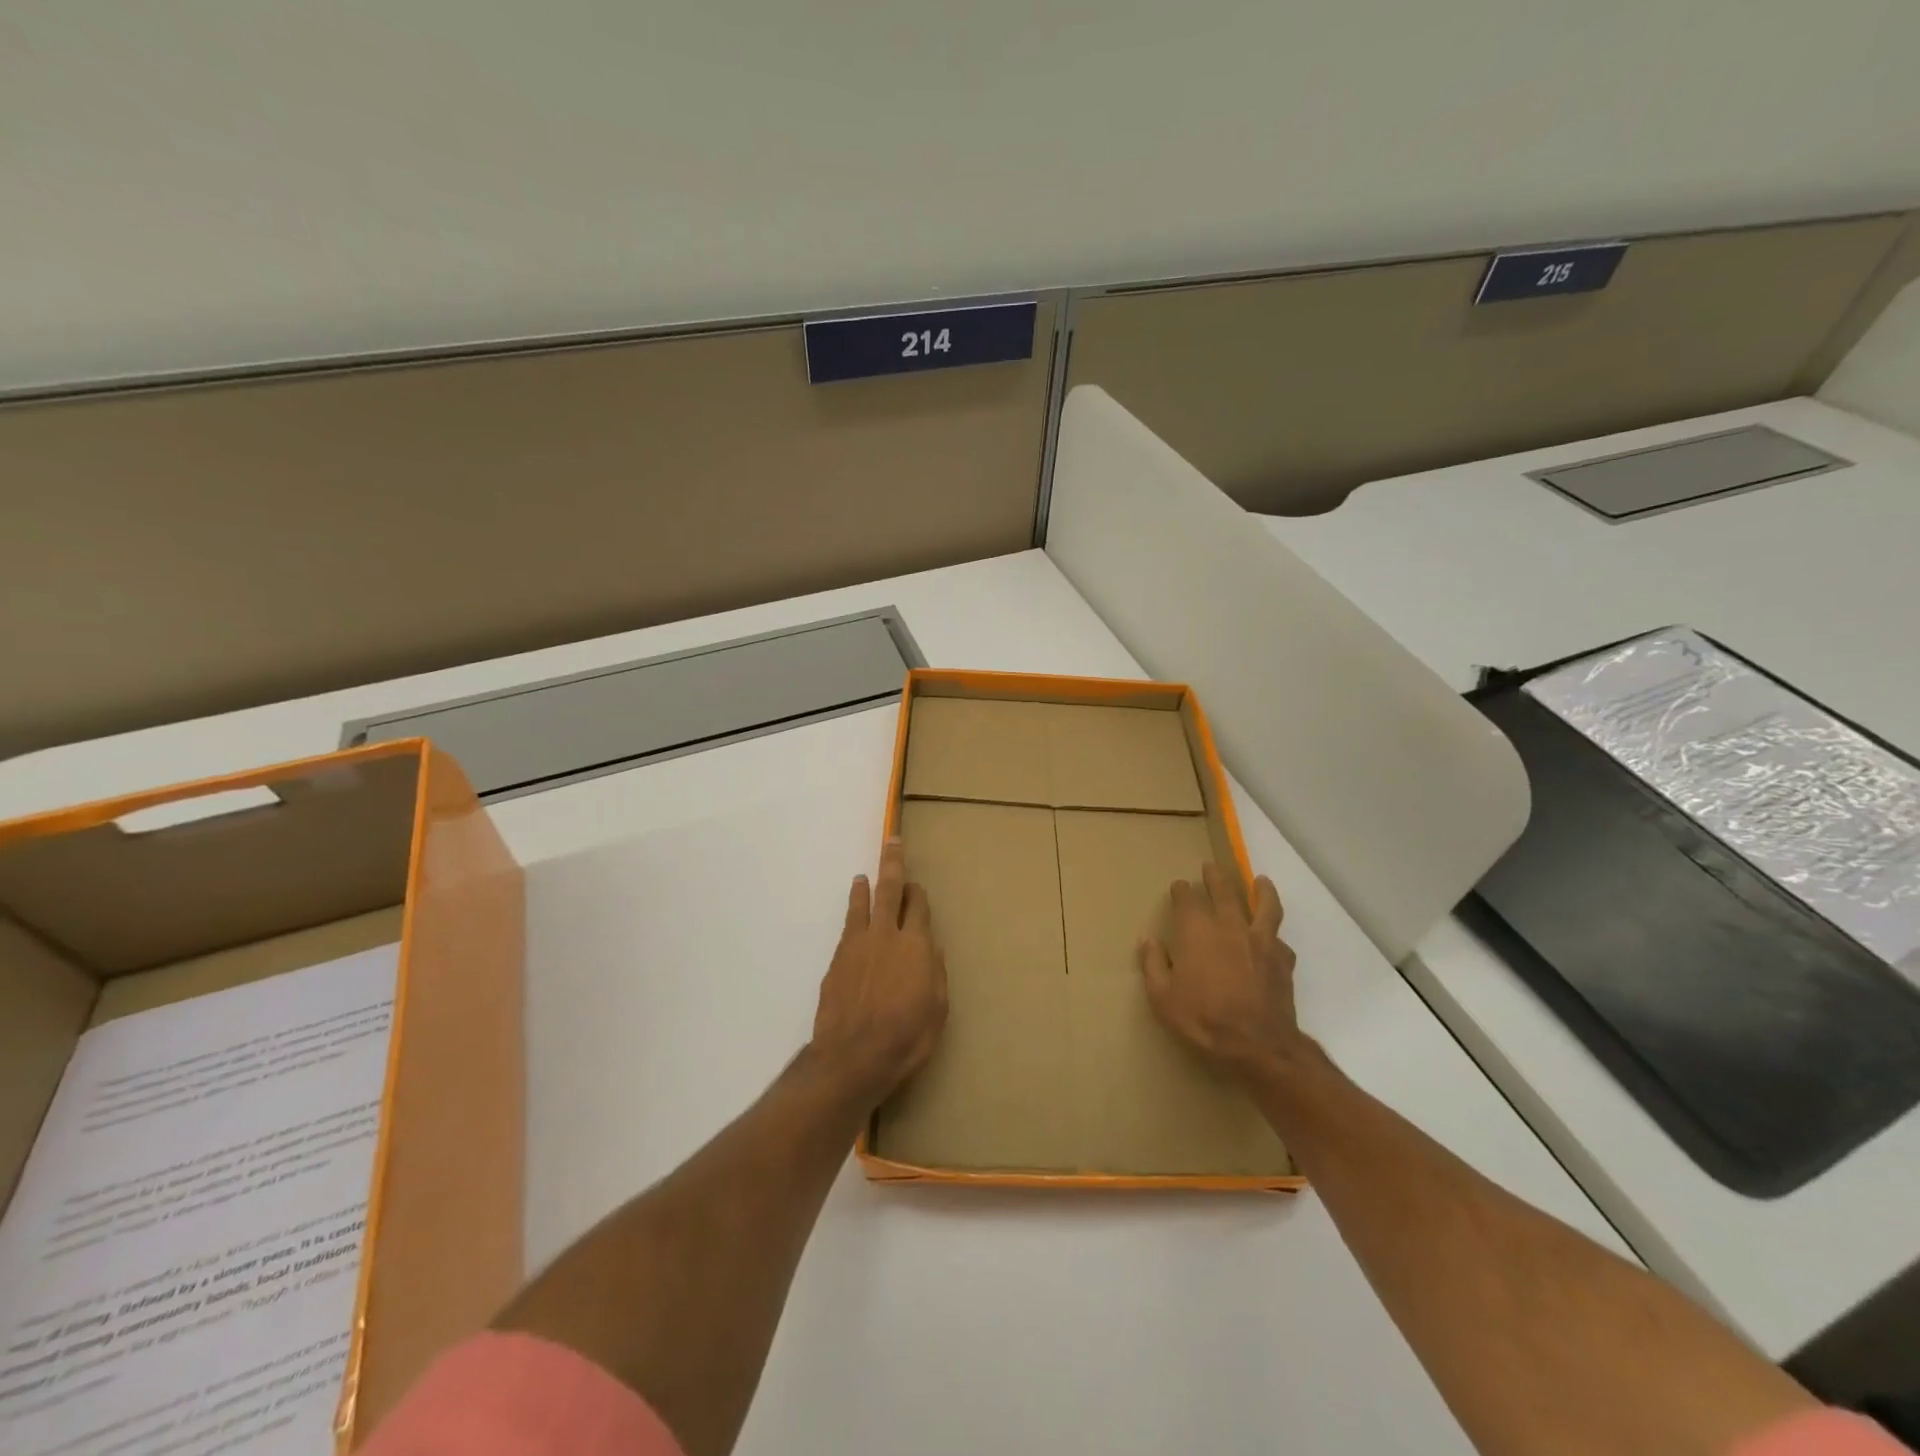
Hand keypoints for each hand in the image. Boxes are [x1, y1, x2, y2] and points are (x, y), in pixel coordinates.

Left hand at [810, 838, 948, 1105]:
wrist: (853, 1055)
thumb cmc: (906, 1036)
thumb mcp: (937, 1008)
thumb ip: (935, 972)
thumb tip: (931, 947)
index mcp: (916, 945)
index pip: (919, 906)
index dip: (920, 893)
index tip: (919, 888)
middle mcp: (886, 935)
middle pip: (890, 889)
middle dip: (892, 863)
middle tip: (891, 840)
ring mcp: (858, 945)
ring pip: (862, 904)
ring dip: (866, 888)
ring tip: (864, 877)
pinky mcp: (837, 960)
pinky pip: (848, 928)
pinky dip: (852, 916)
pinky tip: (853, 918)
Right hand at [1139, 862, 1309, 1081]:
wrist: (1257, 1044)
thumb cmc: (1202, 1018)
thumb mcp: (1162, 996)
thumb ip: (1154, 964)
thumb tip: (1149, 940)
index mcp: (1197, 930)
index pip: (1187, 899)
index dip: (1181, 890)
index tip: (1178, 886)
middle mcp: (1230, 926)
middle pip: (1224, 891)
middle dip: (1215, 877)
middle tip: (1210, 868)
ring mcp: (1260, 941)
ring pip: (1264, 906)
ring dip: (1261, 891)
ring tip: (1261, 881)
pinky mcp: (1282, 961)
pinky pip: (1280, 940)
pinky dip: (1275, 936)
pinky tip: (1274, 940)